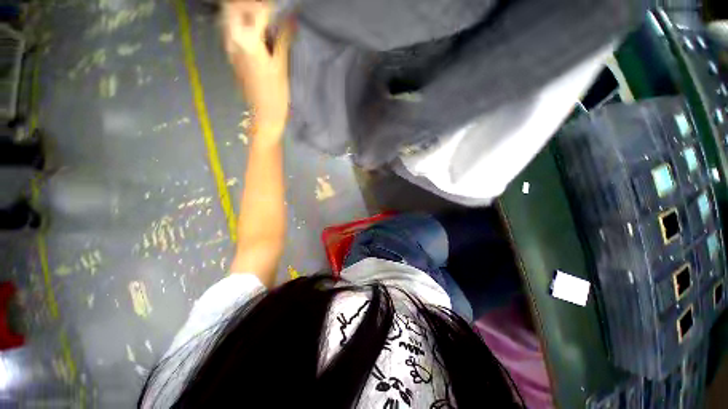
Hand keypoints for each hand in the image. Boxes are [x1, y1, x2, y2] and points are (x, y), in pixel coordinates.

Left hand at [222, 0, 292, 138]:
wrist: (264, 114)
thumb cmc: (276, 94)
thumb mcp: (281, 66)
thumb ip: (283, 39)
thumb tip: (290, 20)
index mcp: (247, 42)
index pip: (256, 11)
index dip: (270, 6)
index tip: (282, 8)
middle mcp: (233, 40)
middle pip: (233, 8)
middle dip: (250, 4)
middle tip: (267, 10)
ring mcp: (230, 48)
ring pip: (229, 18)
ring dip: (244, 12)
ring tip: (262, 19)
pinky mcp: (232, 55)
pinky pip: (232, 30)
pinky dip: (242, 24)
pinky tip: (256, 32)